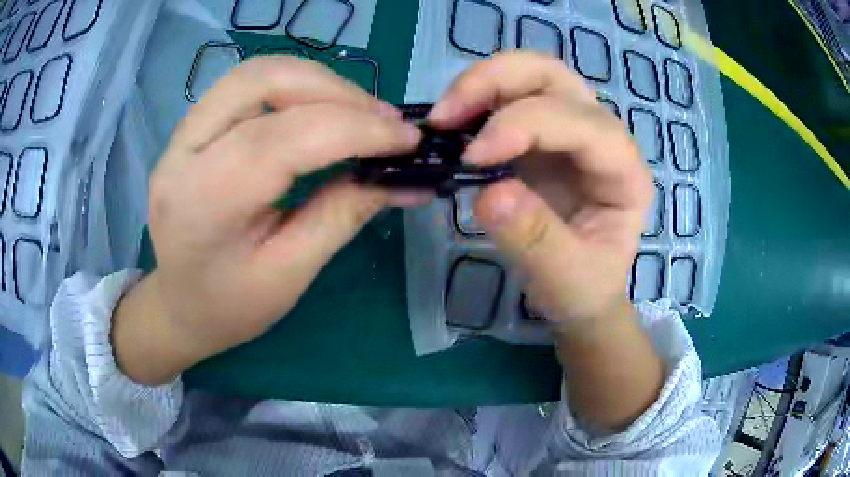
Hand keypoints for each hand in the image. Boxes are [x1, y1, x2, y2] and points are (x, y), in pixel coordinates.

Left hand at [113, 57, 421, 383]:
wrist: (176, 307)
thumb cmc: (228, 308)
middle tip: (383, 121)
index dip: (356, 129)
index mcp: (205, 200)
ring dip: (316, 82)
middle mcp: (185, 152)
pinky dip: (292, 87)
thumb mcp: (289, 274)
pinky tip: (319, 110)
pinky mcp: (190, 129)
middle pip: (265, 81)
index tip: (408, 139)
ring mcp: (182, 135)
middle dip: (336, 91)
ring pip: (256, 72)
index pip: (286, 137)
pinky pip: (245, 86)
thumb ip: (342, 215)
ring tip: (357, 113)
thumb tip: (403, 178)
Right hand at [428, 52, 652, 329]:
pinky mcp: (540, 134)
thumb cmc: (583, 288)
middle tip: (445, 115)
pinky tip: (451, 125)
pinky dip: (475, 101)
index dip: (525, 124)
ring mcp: (570, 129)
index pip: (582, 124)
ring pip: (528, 75)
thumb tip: (492, 193)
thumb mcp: (566, 281)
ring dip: (480, 85)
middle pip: (554, 77)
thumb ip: (535, 241)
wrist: (579, 292)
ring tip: (442, 118)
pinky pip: (507, 97)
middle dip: (497, 81)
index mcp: (625, 172)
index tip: (473, 156)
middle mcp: (603, 136)